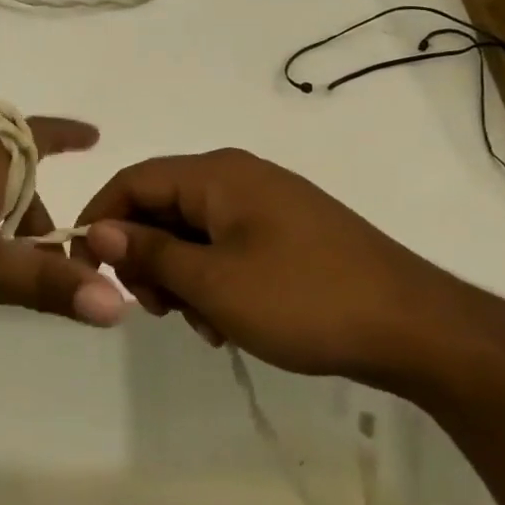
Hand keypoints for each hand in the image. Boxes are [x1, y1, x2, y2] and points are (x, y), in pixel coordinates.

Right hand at [73, 148, 463, 379]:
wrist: (419, 330)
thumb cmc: (305, 300)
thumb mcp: (213, 283)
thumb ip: (149, 253)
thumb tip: (98, 231)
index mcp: (217, 174)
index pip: (133, 180)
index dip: (100, 218)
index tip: (85, 266)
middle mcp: (238, 177)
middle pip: (162, 206)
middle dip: (147, 257)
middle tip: (156, 310)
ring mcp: (267, 204)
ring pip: (193, 232)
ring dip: (182, 276)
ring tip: (202, 325)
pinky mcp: (288, 233)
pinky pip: (227, 246)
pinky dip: (214, 279)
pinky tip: (229, 322)